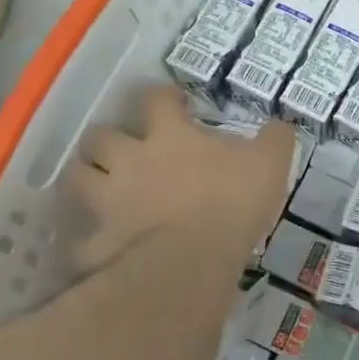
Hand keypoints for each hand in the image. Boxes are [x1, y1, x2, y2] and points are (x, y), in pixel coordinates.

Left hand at [66, 84, 293, 273]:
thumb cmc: (230, 203)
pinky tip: (100, 247)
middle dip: (106, 138)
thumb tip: (281, 125)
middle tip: (123, 148)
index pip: (155, 99)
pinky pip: (82, 241)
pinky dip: (89, 242)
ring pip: (77, 178)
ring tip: (99, 186)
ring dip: (85, 178)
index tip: (173, 103)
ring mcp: (108, 202)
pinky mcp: (97, 244)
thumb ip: (275, 140)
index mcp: (169, 136)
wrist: (190, 262)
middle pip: (99, 136)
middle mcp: (130, 161)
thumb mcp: (270, 163)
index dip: (162, 96)